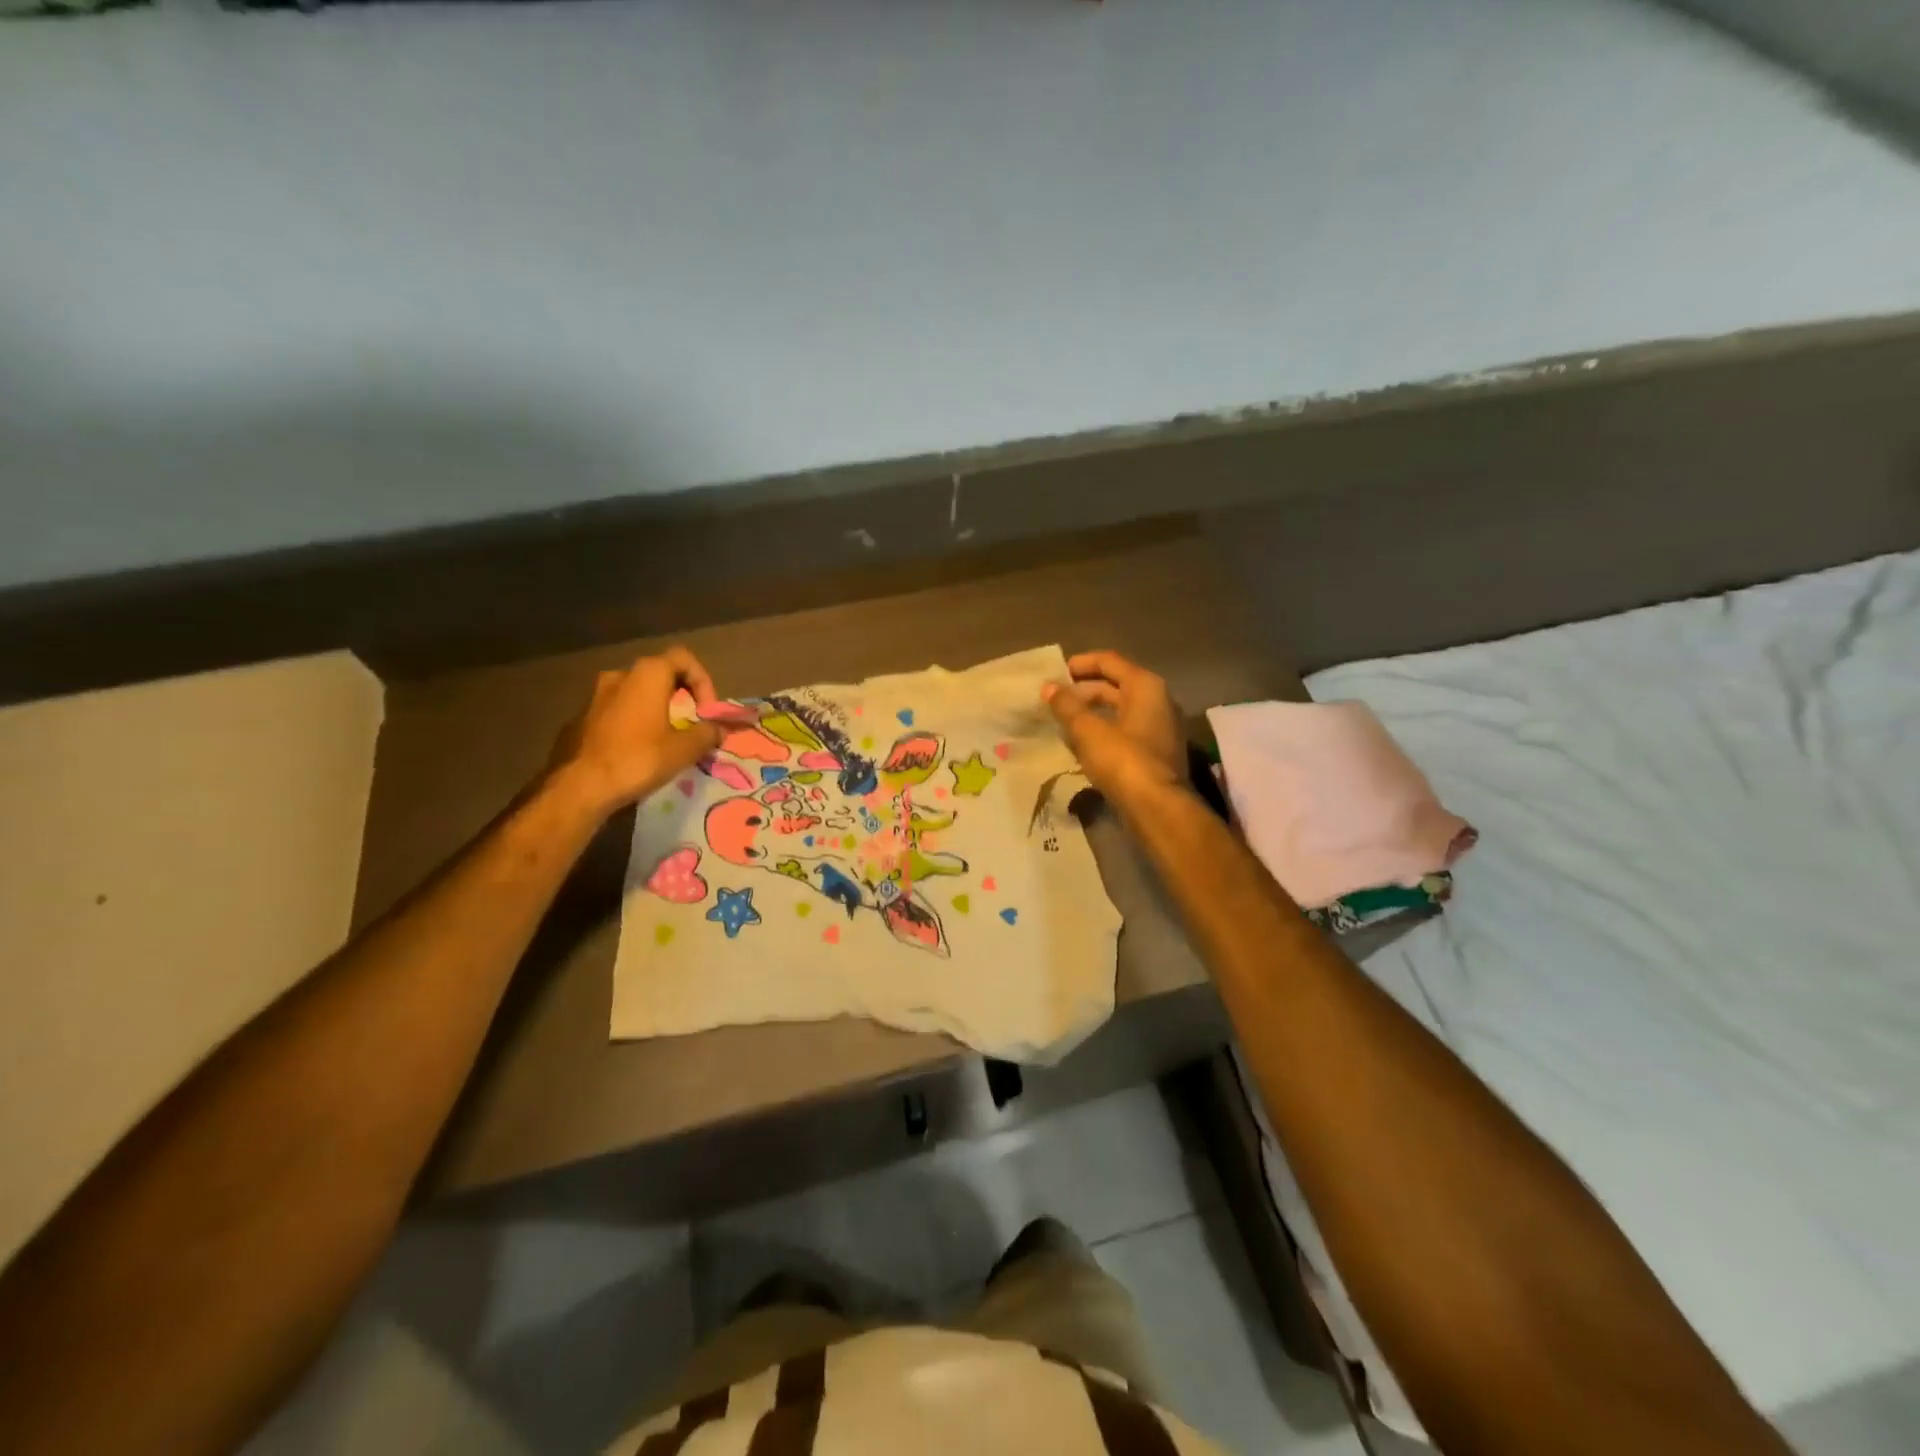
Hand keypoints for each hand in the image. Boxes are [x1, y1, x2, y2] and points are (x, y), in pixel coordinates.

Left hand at [553, 646, 722, 816]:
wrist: (578, 786)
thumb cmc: (638, 759)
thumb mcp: (685, 749)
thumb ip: (708, 733)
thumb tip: (720, 729)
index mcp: (647, 674)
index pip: (684, 658)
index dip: (703, 681)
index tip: (706, 711)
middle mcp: (619, 675)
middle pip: (660, 674)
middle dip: (680, 696)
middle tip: (690, 724)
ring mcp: (595, 695)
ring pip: (636, 693)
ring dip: (655, 709)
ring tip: (664, 738)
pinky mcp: (580, 717)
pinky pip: (617, 710)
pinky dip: (633, 721)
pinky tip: (636, 750)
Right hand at [1043, 650, 1188, 804]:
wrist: (1157, 808)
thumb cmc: (1123, 760)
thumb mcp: (1088, 730)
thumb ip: (1067, 706)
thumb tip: (1048, 687)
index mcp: (1146, 687)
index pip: (1110, 661)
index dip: (1081, 663)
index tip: (1056, 672)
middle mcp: (1158, 702)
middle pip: (1116, 686)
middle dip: (1084, 691)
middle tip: (1055, 699)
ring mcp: (1160, 729)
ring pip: (1120, 711)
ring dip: (1092, 713)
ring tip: (1062, 721)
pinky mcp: (1156, 754)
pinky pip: (1125, 732)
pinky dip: (1103, 732)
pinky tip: (1081, 744)